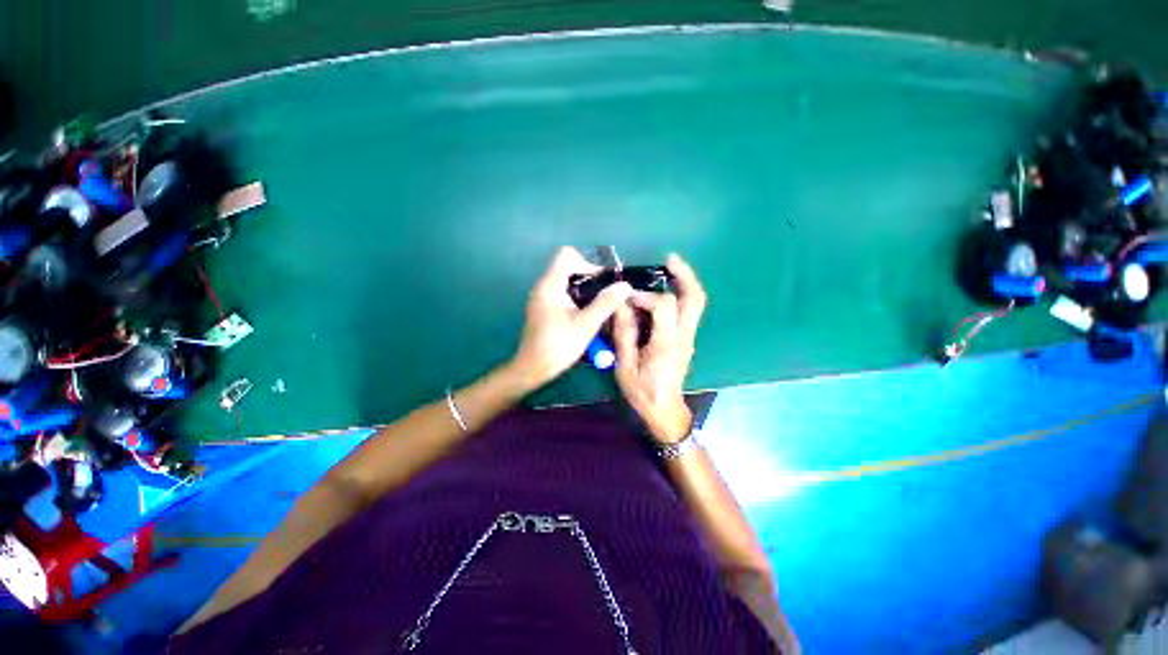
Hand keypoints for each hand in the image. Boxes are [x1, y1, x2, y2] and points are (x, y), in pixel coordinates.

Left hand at [510, 247, 632, 390]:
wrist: (533, 368)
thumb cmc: (558, 346)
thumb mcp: (586, 324)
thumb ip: (606, 303)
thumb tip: (625, 286)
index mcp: (550, 285)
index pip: (566, 255)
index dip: (587, 261)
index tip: (602, 280)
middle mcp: (542, 286)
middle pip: (566, 266)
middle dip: (588, 275)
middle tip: (604, 292)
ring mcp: (540, 297)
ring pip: (564, 280)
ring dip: (583, 287)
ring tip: (598, 303)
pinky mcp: (542, 308)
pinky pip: (560, 292)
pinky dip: (575, 296)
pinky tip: (585, 313)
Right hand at [612, 254, 706, 443]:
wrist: (665, 410)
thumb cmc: (642, 391)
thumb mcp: (625, 366)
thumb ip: (625, 334)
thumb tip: (622, 306)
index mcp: (667, 343)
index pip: (663, 305)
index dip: (644, 295)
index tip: (626, 298)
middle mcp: (683, 335)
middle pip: (694, 297)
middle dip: (684, 274)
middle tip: (669, 259)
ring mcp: (689, 336)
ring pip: (696, 302)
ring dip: (685, 281)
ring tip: (670, 267)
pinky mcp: (687, 338)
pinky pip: (689, 310)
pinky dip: (681, 293)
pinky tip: (666, 289)